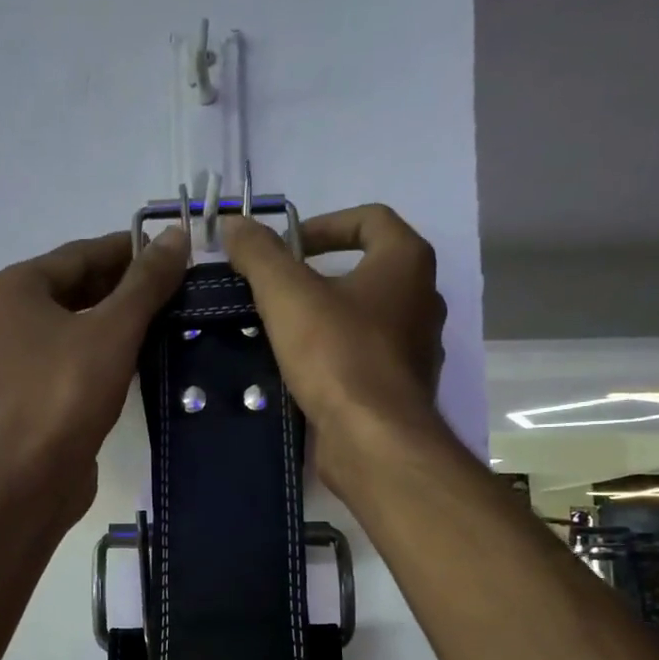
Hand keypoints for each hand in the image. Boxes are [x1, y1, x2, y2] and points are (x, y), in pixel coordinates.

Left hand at [0, 227, 188, 521]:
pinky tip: (138, 357)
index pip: (81, 254)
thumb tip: (176, 236)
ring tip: (166, 319)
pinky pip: (70, 358)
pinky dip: (102, 352)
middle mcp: (5, 317)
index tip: (174, 253)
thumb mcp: (114, 329)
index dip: (130, 250)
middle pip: (75, 288)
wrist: (33, 476)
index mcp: (15, 289)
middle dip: (125, 288)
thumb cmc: (67, 392)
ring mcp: (13, 360)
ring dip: (116, 321)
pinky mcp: (28, 395)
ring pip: (74, 326)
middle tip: (176, 288)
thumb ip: (146, 282)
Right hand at [222, 206, 446, 491]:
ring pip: (368, 318)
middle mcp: (423, 299)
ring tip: (284, 332)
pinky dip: (337, 357)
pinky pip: (366, 358)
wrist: (374, 440)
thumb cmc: (338, 355)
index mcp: (407, 262)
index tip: (286, 247)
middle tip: (278, 291)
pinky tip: (303, 372)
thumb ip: (260, 254)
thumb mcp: (287, 295)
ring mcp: (418, 348)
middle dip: (322, 275)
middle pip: (369, 270)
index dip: (324, 224)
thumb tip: (235, 223)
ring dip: (329, 318)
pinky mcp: (403, 389)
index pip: (370, 219)